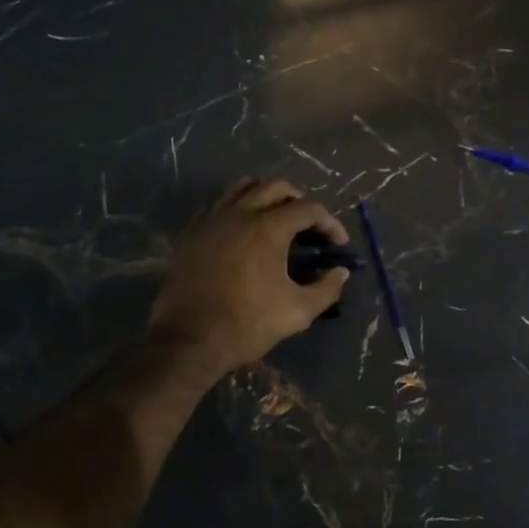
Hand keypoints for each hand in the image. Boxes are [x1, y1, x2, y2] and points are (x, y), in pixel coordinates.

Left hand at [149, 178, 350, 373]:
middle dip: (299, 200)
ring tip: (275, 219)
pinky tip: (241, 233)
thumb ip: (326, 289)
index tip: (338, 243)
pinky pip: (217, 207)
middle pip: (275, 187)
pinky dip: (236, 210)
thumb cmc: (248, 324)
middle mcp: (240, 214)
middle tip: (308, 225)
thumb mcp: (298, 312)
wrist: (189, 340)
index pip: (309, 209)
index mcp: (269, 228)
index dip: (330, 223)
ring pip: (242, 188)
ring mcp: (211, 221)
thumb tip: (340, 272)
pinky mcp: (191, 234)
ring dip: (265, 197)